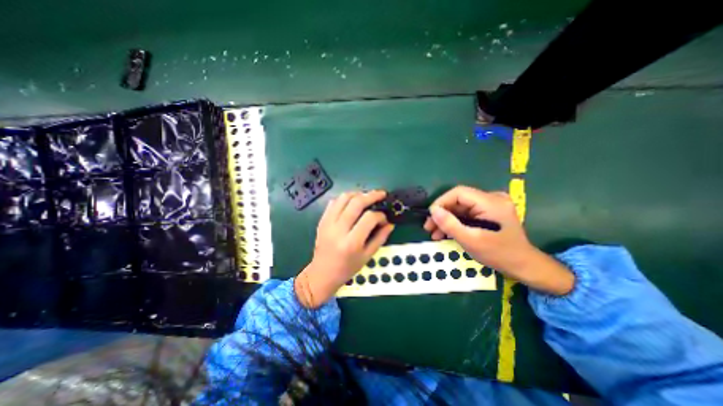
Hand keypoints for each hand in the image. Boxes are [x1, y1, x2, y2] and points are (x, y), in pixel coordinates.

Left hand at [295, 191, 393, 307]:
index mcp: (352, 242)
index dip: (380, 215)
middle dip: (371, 195)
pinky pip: (333, 202)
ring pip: (343, 198)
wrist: (322, 274)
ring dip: (358, 193)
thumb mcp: (367, 256)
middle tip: (381, 194)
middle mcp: (338, 229)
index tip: (384, 219)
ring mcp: (328, 223)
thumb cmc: (347, 268)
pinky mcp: (322, 220)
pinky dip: (345, 198)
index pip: (369, 218)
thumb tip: (390, 223)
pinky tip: (352, 202)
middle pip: (356, 203)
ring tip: (367, 196)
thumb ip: (380, 238)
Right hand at [425, 185, 569, 294]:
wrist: (523, 266)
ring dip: (446, 220)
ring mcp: (491, 205)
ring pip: (460, 208)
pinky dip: (455, 222)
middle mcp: (492, 198)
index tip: (430, 216)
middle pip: (459, 201)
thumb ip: (450, 224)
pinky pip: (466, 213)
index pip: (459, 193)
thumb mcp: (471, 241)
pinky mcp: (489, 212)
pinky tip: (446, 233)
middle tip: (429, 227)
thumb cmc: (499, 254)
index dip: (441, 202)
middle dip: (442, 214)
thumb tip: (433, 210)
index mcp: (491, 202)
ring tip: (434, 233)